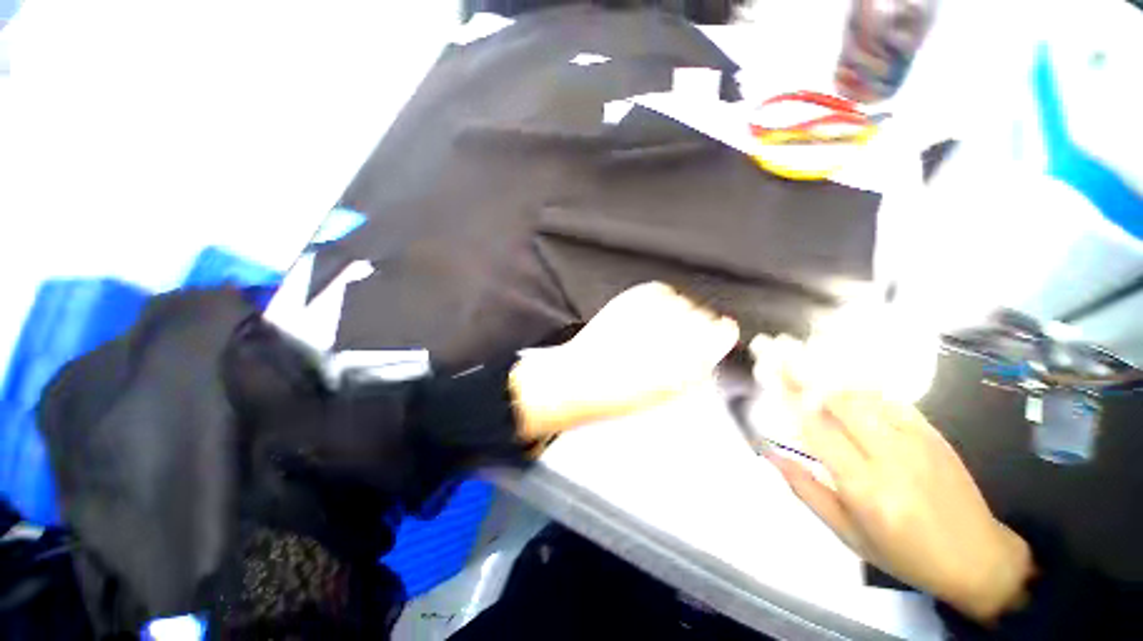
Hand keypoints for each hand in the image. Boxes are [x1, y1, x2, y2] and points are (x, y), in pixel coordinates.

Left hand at [510, 282, 738, 439]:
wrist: (582, 379)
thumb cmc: (625, 394)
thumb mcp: (672, 391)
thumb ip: (699, 366)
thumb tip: (712, 346)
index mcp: (690, 357)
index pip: (722, 331)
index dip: (718, 334)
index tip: (713, 338)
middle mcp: (674, 329)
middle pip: (703, 314)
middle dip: (695, 327)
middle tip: (674, 341)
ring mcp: (652, 310)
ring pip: (682, 301)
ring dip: (675, 314)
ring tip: (654, 331)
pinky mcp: (632, 298)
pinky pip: (660, 291)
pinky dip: (658, 301)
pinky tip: (647, 317)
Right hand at [753, 335, 1033, 622]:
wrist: (978, 558)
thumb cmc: (905, 554)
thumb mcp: (848, 535)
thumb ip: (807, 491)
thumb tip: (771, 454)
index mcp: (866, 487)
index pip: (816, 430)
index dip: (786, 397)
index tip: (764, 373)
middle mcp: (891, 455)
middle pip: (838, 401)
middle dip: (801, 370)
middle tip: (773, 348)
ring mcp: (916, 438)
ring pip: (862, 393)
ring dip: (825, 367)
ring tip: (797, 347)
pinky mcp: (932, 431)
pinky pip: (888, 397)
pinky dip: (857, 379)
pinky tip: (837, 366)